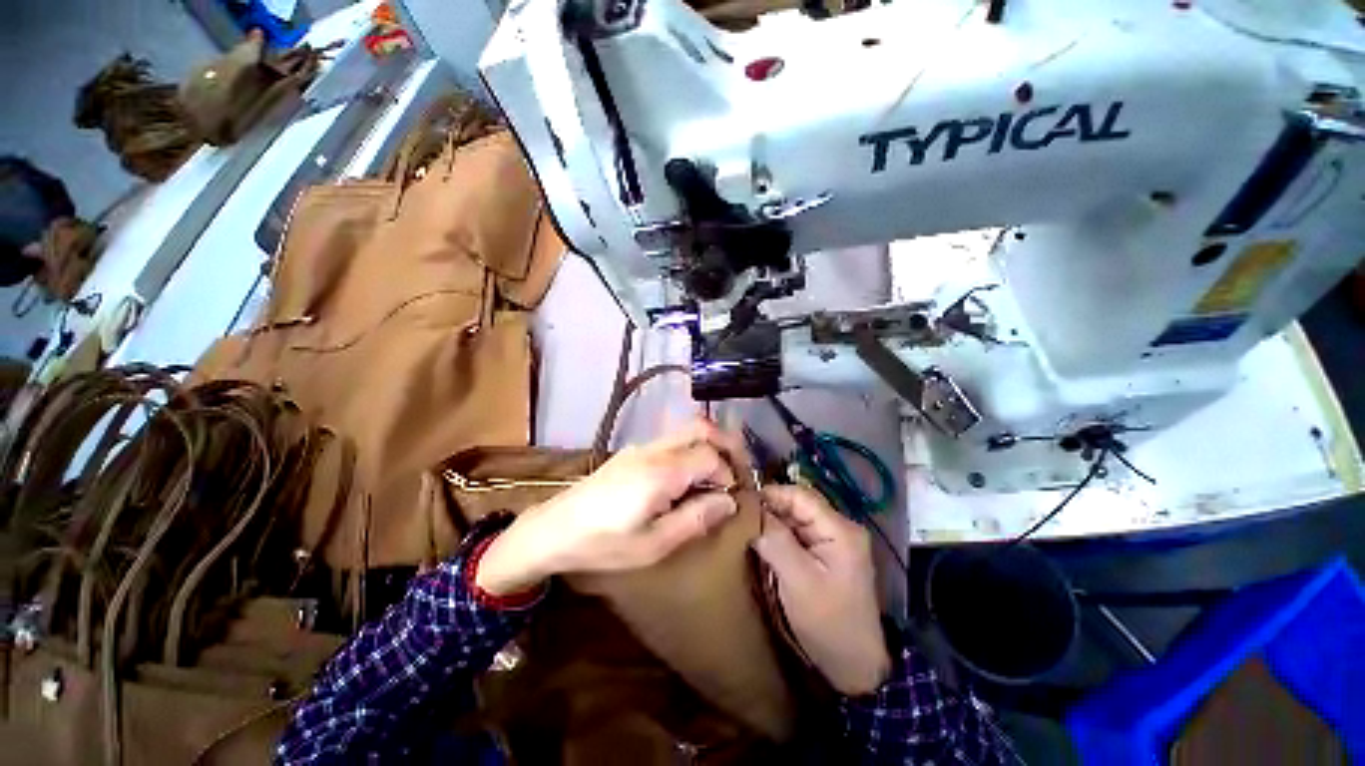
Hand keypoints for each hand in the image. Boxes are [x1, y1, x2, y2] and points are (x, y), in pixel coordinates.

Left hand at [476, 418, 744, 594]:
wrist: (553, 529)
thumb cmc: (603, 544)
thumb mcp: (653, 545)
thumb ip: (695, 519)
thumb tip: (729, 501)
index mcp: (661, 472)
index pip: (710, 455)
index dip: (728, 473)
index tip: (731, 497)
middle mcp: (654, 450)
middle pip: (701, 427)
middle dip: (727, 443)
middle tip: (739, 468)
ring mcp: (641, 447)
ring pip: (686, 430)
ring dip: (709, 445)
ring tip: (718, 475)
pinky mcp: (633, 452)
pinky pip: (672, 441)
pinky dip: (691, 450)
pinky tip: (688, 478)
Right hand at [753, 485, 890, 695]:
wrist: (854, 666)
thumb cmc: (828, 622)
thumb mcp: (798, 580)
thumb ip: (775, 541)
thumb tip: (750, 511)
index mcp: (840, 529)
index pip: (799, 496)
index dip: (770, 494)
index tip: (741, 502)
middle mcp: (839, 528)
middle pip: (798, 505)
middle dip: (769, 508)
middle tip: (739, 515)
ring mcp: (834, 541)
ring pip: (796, 518)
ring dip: (772, 522)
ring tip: (746, 526)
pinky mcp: (826, 554)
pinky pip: (798, 534)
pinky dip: (779, 535)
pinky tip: (762, 541)